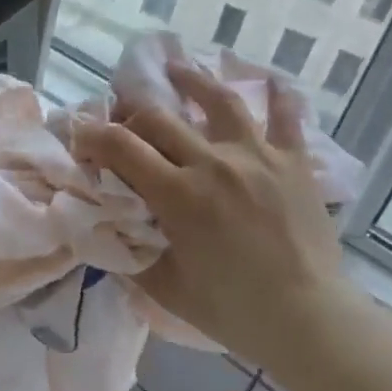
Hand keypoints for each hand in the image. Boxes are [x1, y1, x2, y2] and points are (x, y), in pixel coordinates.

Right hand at [73, 62, 350, 370]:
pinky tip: (270, 80)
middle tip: (123, 122)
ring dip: (191, 81)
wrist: (310, 321)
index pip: (120, 146)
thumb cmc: (233, 310)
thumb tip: (105, 227)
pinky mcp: (294, 163)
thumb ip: (129, 252)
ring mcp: (258, 157)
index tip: (81, 138)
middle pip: (159, 117)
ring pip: (219, 100)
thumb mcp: (164, 287)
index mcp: (178, 195)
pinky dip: (278, 97)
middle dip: (131, 114)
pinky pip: (286, 118)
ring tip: (176, 69)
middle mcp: (214, 163)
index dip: (92, 135)